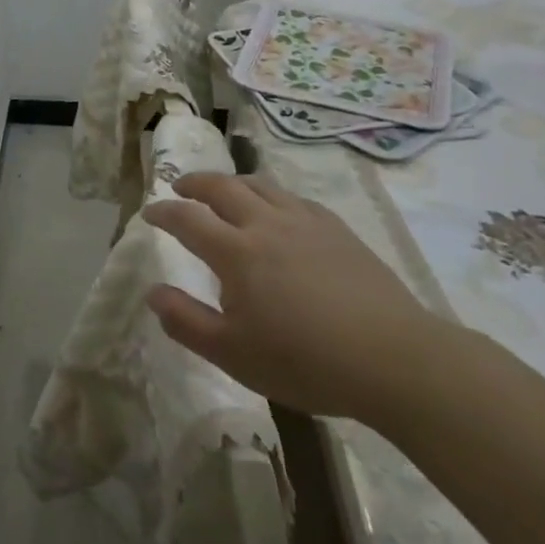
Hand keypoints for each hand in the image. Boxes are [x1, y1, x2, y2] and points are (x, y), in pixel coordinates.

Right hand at [142, 173, 447, 421]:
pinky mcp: (337, 229)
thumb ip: (186, 321)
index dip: (164, 212)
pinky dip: (272, 195)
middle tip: (180, 186)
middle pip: (222, 187)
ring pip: (261, 185)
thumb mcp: (233, 354)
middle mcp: (266, 224)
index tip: (149, 213)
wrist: (394, 359)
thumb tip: (152, 293)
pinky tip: (277, 209)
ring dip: (233, 182)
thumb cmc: (305, 361)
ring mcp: (305, 222)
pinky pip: (295, 197)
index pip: (188, 219)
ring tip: (223, 190)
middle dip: (195, 183)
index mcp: (236, 252)